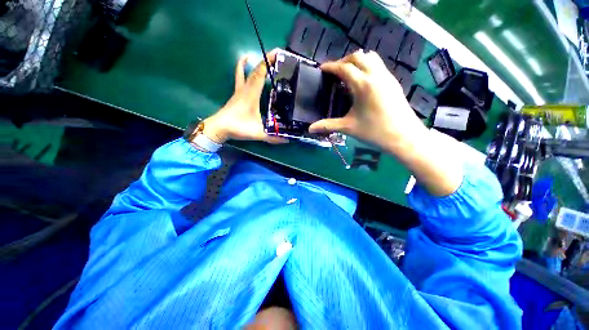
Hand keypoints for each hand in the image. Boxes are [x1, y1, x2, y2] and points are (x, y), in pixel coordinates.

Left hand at [200, 49, 287, 144]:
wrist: (219, 128)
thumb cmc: (238, 127)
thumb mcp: (258, 133)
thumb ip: (273, 137)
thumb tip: (288, 140)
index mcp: (251, 95)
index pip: (259, 74)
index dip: (268, 62)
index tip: (277, 54)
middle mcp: (245, 89)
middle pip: (254, 71)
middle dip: (265, 61)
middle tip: (276, 56)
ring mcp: (239, 91)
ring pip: (244, 73)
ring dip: (251, 64)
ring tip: (258, 57)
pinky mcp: (236, 95)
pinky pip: (239, 78)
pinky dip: (241, 70)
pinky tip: (244, 66)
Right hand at [310, 51, 461, 195]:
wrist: (404, 137)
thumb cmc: (374, 132)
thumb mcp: (348, 128)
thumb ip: (328, 125)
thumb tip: (310, 129)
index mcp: (363, 85)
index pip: (344, 68)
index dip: (331, 66)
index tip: (322, 68)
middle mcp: (376, 75)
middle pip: (358, 56)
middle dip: (344, 60)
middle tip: (334, 72)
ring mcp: (387, 77)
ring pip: (371, 58)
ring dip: (357, 61)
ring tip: (348, 75)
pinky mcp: (393, 82)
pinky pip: (379, 66)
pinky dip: (367, 67)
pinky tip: (362, 83)